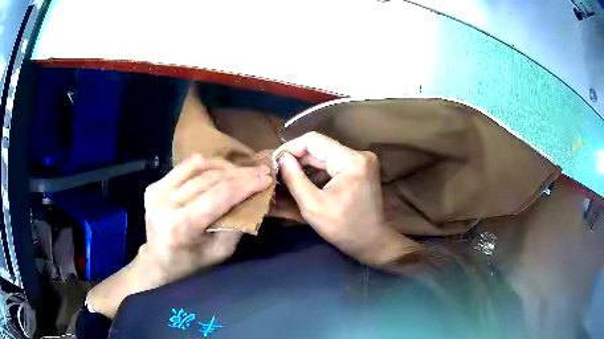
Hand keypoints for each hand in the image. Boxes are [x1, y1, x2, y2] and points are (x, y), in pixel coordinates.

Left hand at [142, 154, 272, 284]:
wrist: (157, 263)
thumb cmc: (190, 265)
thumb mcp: (219, 254)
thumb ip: (235, 226)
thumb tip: (253, 200)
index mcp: (180, 226)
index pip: (218, 196)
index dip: (245, 185)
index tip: (267, 178)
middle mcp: (164, 204)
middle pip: (209, 178)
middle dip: (240, 173)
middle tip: (261, 170)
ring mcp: (156, 191)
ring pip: (196, 165)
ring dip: (224, 166)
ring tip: (243, 170)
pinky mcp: (153, 186)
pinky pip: (184, 167)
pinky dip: (206, 166)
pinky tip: (220, 171)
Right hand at [275, 132, 418, 265]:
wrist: (371, 241)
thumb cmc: (343, 228)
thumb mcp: (313, 205)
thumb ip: (294, 178)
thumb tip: (281, 157)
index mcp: (351, 160)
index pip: (313, 140)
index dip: (291, 148)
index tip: (275, 161)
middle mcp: (359, 154)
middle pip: (320, 147)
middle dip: (298, 158)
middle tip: (278, 171)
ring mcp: (362, 160)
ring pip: (326, 154)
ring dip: (307, 164)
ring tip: (288, 176)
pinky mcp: (361, 168)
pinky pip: (334, 162)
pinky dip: (319, 171)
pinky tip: (305, 181)